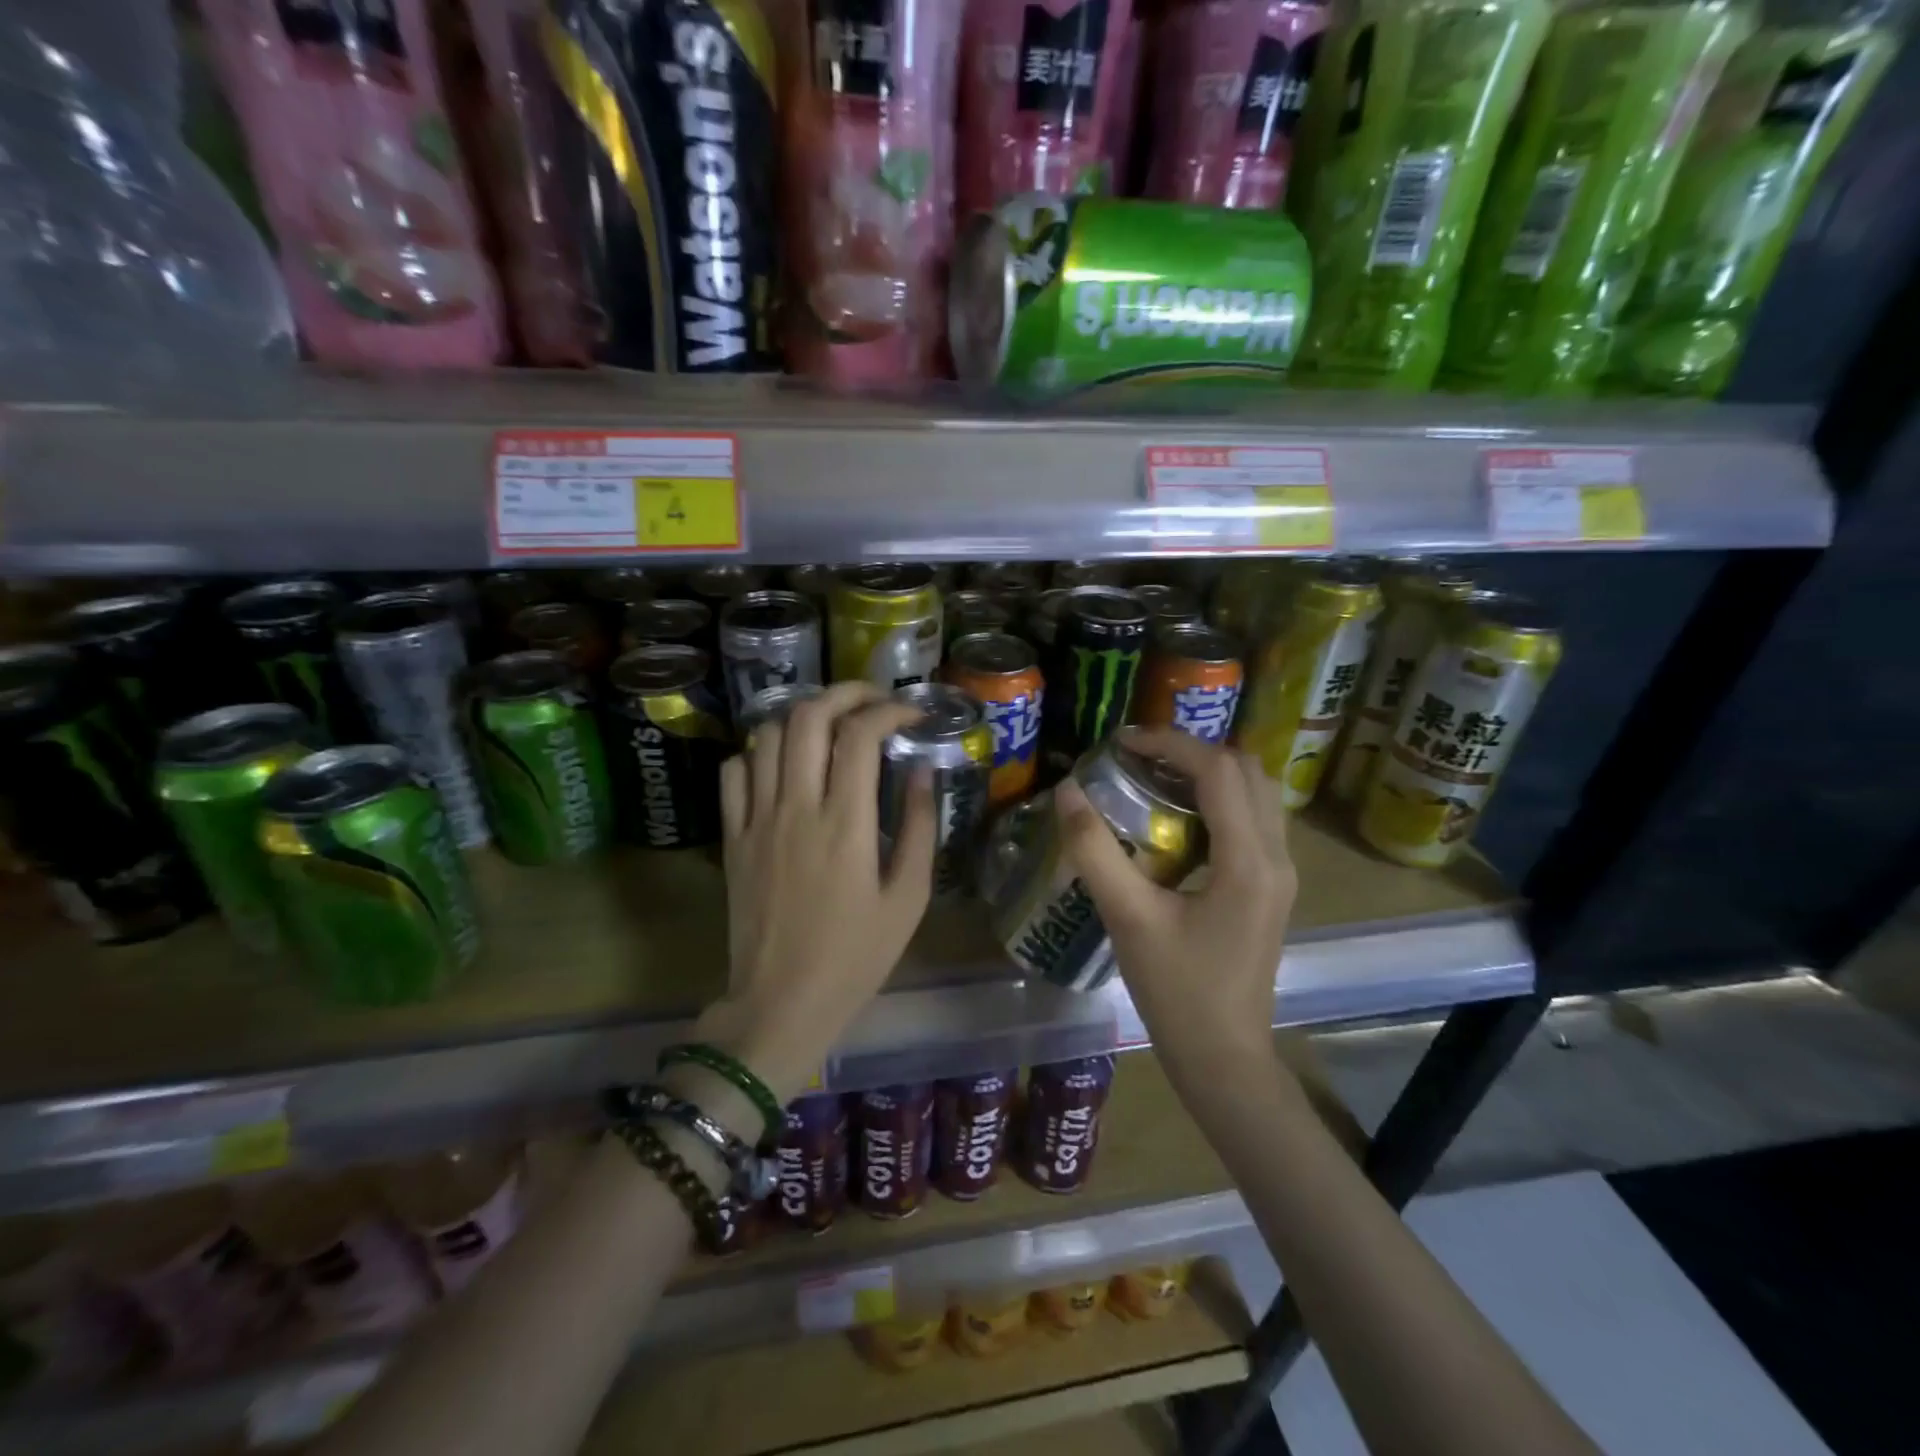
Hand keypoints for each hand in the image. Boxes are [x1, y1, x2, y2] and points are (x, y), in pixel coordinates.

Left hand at [698, 683, 935, 1106]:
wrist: (782, 1002)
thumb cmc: (856, 956)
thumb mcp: (909, 898)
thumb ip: (919, 827)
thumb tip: (923, 770)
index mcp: (845, 824)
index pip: (861, 735)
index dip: (890, 710)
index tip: (913, 714)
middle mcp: (796, 808)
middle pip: (808, 717)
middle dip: (845, 693)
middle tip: (872, 701)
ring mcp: (756, 819)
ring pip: (768, 735)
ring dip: (802, 715)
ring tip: (831, 724)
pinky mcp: (731, 837)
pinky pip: (734, 772)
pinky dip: (759, 751)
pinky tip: (783, 762)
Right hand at [1054, 727, 1295, 1071]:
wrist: (1225, 1059)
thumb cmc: (1177, 992)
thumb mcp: (1128, 919)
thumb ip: (1095, 851)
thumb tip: (1068, 791)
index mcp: (1248, 861)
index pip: (1218, 771)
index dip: (1171, 743)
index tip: (1123, 742)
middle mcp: (1276, 857)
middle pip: (1247, 771)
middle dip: (1193, 751)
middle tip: (1139, 757)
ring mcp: (1280, 874)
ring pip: (1256, 793)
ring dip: (1209, 773)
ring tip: (1155, 777)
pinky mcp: (1271, 888)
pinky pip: (1254, 820)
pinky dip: (1219, 800)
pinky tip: (1177, 818)